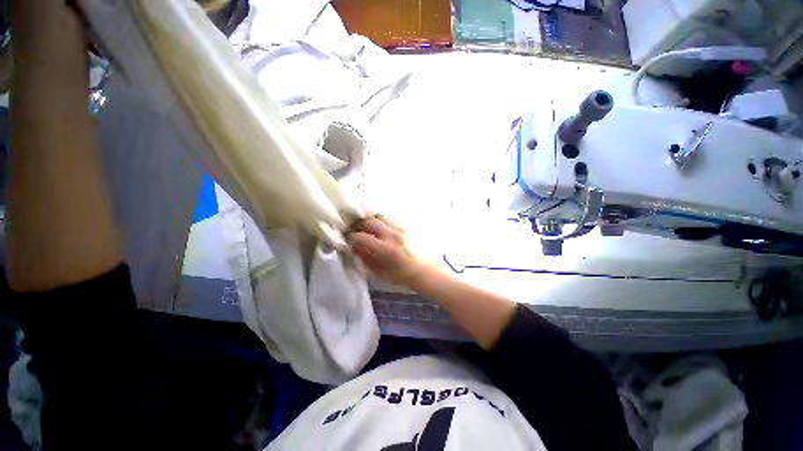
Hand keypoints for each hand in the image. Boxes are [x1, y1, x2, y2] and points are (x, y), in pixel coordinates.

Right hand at [349, 216, 427, 288]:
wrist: (425, 270)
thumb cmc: (402, 276)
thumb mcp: (380, 273)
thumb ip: (365, 259)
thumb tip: (354, 247)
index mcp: (386, 249)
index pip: (361, 237)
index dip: (351, 238)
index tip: (350, 242)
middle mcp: (393, 235)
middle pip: (368, 221)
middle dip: (359, 225)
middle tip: (357, 232)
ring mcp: (401, 228)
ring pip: (379, 216)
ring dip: (370, 221)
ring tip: (368, 228)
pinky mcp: (406, 225)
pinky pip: (389, 218)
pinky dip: (380, 221)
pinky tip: (380, 229)